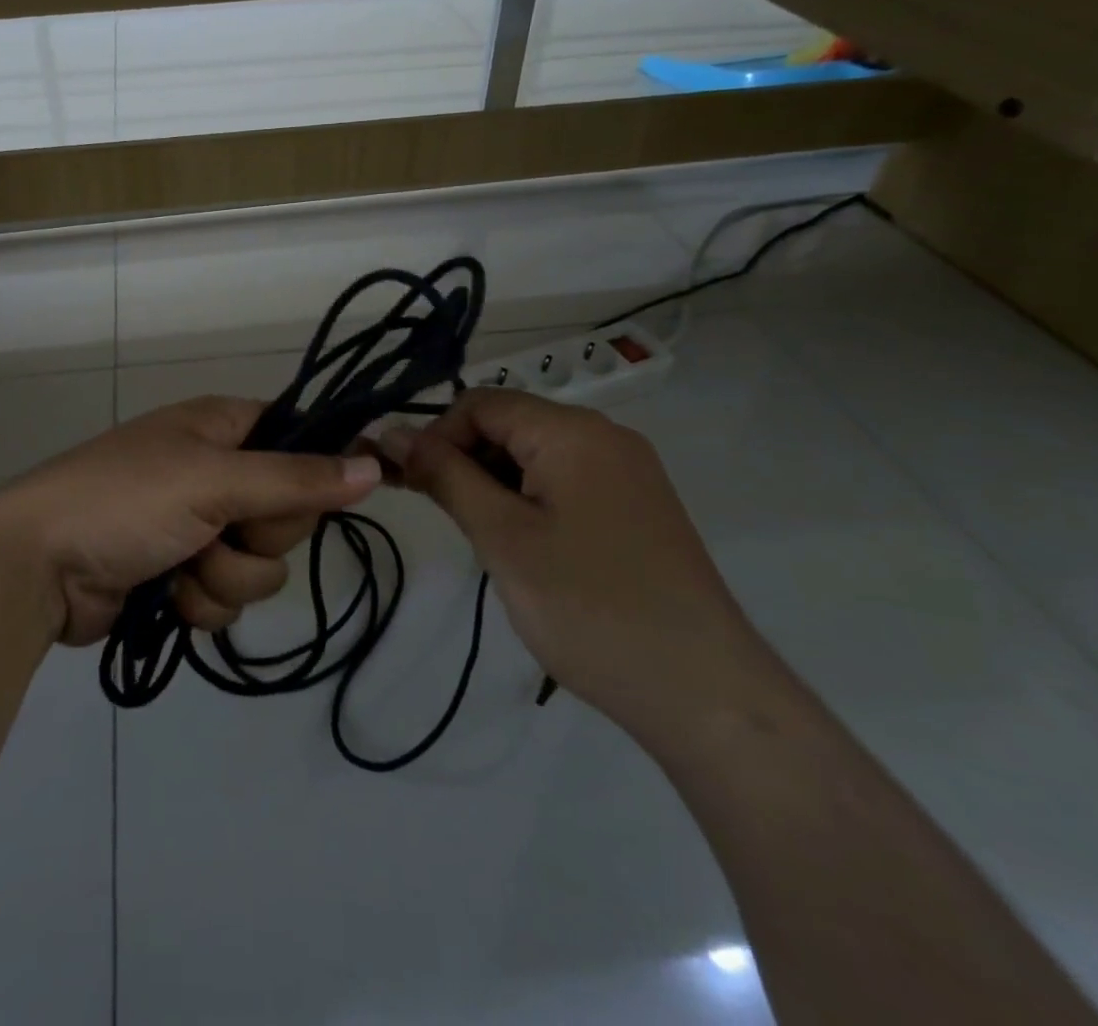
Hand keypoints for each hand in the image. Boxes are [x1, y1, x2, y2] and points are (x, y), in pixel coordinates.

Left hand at [0, 396, 382, 646]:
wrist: (39, 566)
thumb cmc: (125, 501)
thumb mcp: (213, 480)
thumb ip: (296, 479)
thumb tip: (374, 466)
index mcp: (220, 427)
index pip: (297, 436)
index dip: (317, 467)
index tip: (336, 493)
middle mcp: (215, 471)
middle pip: (287, 510)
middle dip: (259, 534)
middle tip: (221, 527)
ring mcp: (198, 526)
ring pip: (261, 564)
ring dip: (227, 576)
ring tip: (183, 566)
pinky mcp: (181, 575)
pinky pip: (228, 595)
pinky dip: (203, 601)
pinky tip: (168, 596)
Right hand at [379, 389, 767, 740]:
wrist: (705, 694)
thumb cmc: (589, 607)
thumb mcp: (502, 537)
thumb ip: (444, 475)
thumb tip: (393, 432)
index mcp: (573, 431)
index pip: (480, 403)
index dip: (436, 436)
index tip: (411, 485)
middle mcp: (605, 437)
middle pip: (509, 425)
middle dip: (464, 460)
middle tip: (441, 515)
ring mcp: (627, 473)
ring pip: (535, 455)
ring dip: (494, 484)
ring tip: (484, 539)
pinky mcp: (637, 507)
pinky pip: (565, 481)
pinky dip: (529, 501)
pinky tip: (524, 547)